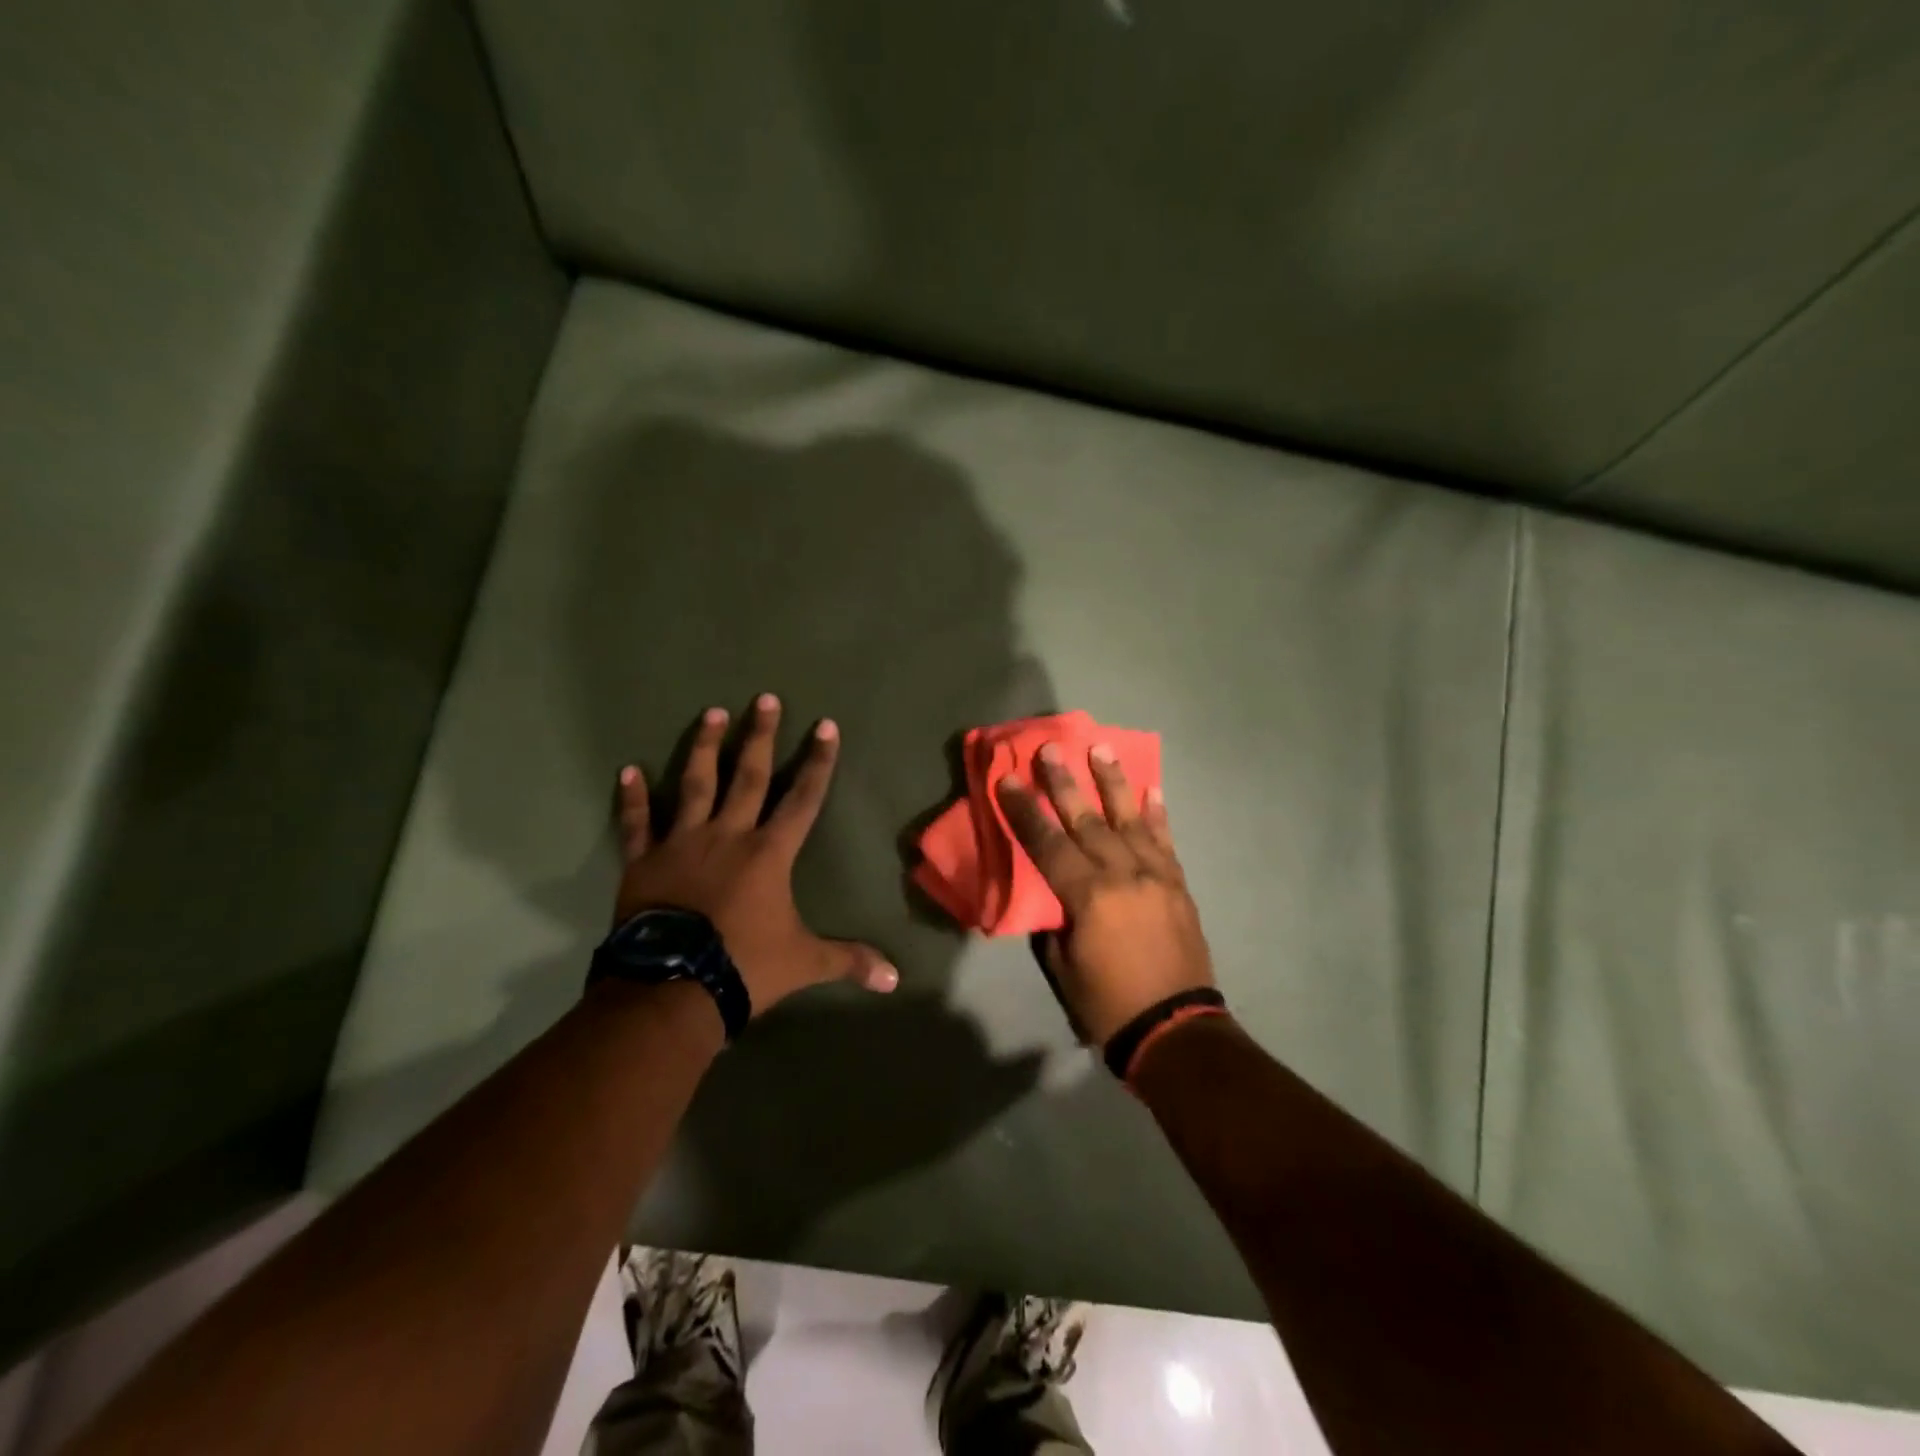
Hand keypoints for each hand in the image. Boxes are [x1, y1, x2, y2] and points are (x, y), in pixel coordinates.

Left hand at [613, 695, 899, 1016]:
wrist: (672, 988)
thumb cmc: (744, 967)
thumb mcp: (805, 962)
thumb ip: (849, 961)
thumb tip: (895, 980)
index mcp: (769, 853)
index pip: (802, 798)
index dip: (817, 762)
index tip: (825, 725)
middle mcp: (728, 835)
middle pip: (748, 776)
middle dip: (760, 736)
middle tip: (764, 698)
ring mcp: (682, 843)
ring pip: (695, 785)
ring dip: (704, 748)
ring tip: (712, 714)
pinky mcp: (644, 862)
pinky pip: (637, 824)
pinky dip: (633, 798)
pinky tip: (628, 770)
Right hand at [997, 743, 1213, 1045]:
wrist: (1176, 1028)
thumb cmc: (1108, 1003)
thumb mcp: (1063, 965)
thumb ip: (1057, 919)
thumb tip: (1056, 892)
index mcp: (1088, 896)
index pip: (1046, 843)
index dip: (1024, 810)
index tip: (1008, 779)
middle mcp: (1122, 874)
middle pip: (1086, 820)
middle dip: (1064, 782)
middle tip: (1049, 748)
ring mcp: (1155, 876)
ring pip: (1129, 819)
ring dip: (1112, 782)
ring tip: (1100, 748)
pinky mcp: (1178, 884)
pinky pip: (1165, 841)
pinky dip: (1157, 814)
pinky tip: (1152, 790)